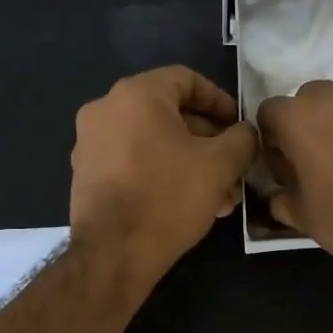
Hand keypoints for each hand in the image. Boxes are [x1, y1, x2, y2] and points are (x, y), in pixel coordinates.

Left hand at [70, 66, 258, 287]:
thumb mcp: (220, 165)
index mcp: (136, 94)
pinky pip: (133, 162)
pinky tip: (189, 204)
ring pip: (154, 143)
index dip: (221, 101)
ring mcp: (91, 143)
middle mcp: (106, 109)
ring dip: (190, 163)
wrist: (113, 252)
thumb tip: (246, 132)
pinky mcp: (86, 175)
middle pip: (170, 114)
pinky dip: (163, 174)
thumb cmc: (168, 197)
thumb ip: (242, 139)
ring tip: (220, 195)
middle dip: (209, 141)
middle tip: (234, 167)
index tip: (240, 127)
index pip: (187, 80)